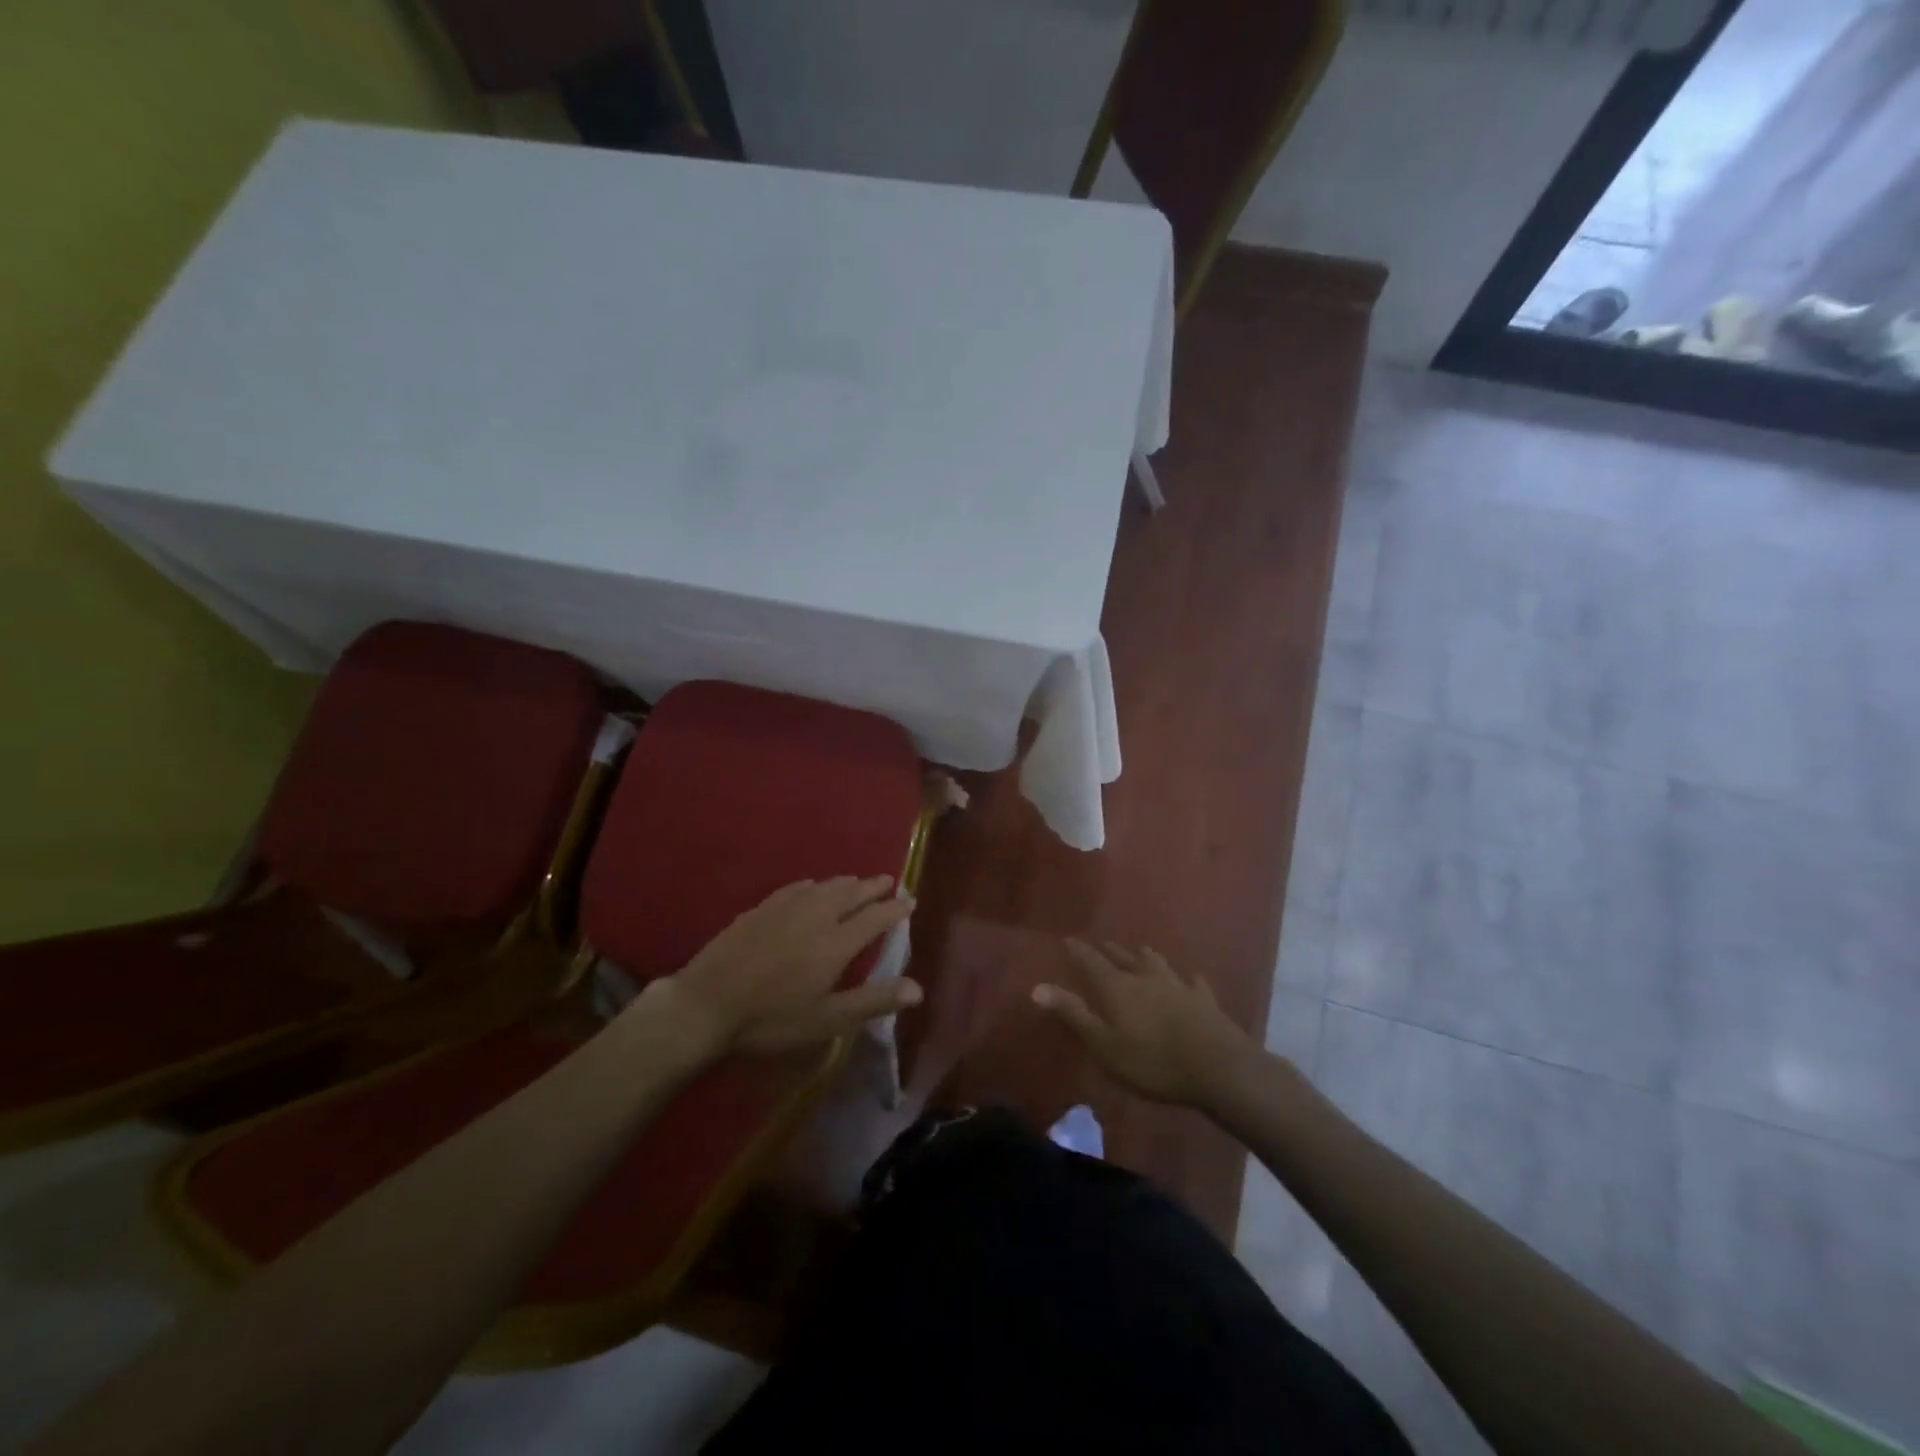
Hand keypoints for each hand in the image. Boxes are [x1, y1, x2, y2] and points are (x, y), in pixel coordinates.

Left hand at [643, 877, 918, 1059]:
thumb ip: (872, 1001)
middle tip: (888, 881)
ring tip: (856, 882)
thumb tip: (918, 989)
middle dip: (872, 887)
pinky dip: (812, 885)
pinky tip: (810, 886)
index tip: (910, 899)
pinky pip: (795, 888)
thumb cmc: (771, 1018)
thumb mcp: (826, 1019)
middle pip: (851, 894)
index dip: (895, 908)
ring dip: (845, 883)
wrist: (706, 1004)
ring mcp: (785, 909)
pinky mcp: (760, 910)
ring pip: (823, 887)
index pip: (875, 917)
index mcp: (836, 943)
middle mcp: (815, 916)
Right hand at [1032, 941, 1258, 1108]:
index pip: (1092, 962)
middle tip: (1102, 943)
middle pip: (1124, 959)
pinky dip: (1188, 979)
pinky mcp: (1204, 1000)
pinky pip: (1194, 983)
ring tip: (1140, 950)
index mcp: (1117, 987)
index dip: (1078, 952)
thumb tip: (1037, 987)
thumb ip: (1073, 1015)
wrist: (1218, 1068)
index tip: (1068, 940)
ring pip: (1157, 963)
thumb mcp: (1104, 1044)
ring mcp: (1178, 986)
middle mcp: (1145, 978)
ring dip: (1145, 956)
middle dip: (1110, 951)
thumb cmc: (1152, 1061)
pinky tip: (1191, 978)